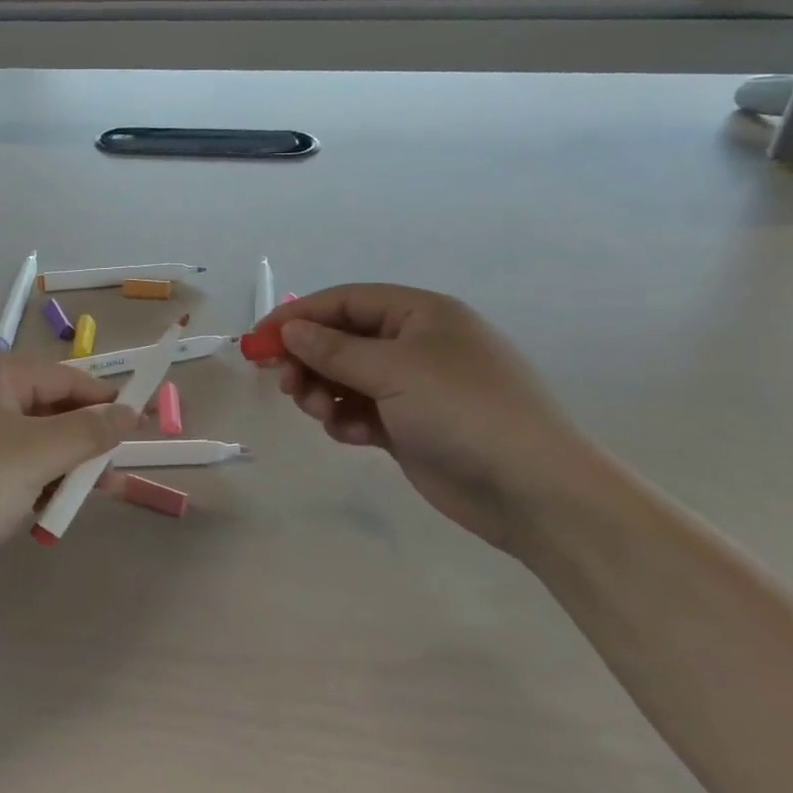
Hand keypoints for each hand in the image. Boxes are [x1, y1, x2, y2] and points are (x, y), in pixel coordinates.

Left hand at [0, 352, 136, 579]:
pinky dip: (27, 480)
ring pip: (27, 439)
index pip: (68, 378)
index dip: (108, 402)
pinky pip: (2, 460)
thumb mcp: (37, 456)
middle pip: (47, 408)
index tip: (144, 427)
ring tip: (81, 500)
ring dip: (57, 467)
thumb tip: (130, 413)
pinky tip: (41, 509)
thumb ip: (90, 432)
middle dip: (82, 444)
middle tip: (113, 476)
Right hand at [262, 285, 605, 553]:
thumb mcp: (394, 371)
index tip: (258, 339)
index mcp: (421, 314)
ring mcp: (415, 387)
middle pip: (342, 339)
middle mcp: (416, 344)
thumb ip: (334, 349)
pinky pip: (362, 411)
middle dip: (309, 358)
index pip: (345, 301)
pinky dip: (347, 419)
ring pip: (347, 377)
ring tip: (316, 411)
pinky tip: (350, 434)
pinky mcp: (411, 426)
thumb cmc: (463, 411)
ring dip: (323, 391)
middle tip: (283, 383)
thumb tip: (289, 330)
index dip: (298, 316)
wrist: (533, 491)